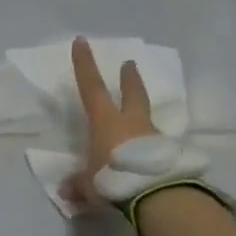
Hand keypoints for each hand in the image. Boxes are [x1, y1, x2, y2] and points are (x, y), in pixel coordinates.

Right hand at [65, 37, 159, 209]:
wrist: (156, 194)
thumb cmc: (113, 178)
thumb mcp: (89, 184)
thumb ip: (79, 184)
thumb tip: (67, 191)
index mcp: (106, 122)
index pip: (91, 87)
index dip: (84, 64)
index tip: (82, 41)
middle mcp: (131, 123)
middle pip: (132, 94)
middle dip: (129, 79)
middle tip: (130, 64)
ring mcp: (153, 137)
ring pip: (146, 120)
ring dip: (142, 116)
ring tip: (138, 121)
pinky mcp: (168, 155)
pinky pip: (156, 146)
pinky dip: (150, 148)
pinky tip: (148, 157)